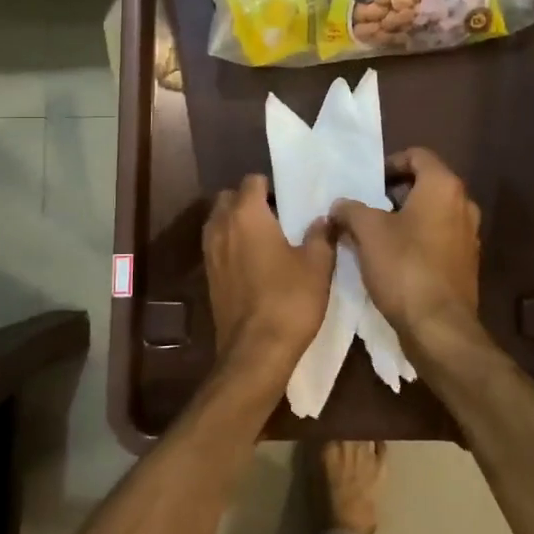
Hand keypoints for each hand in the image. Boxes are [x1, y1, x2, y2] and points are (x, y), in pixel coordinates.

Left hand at [204, 174, 334, 394]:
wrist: (255, 351)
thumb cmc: (289, 300)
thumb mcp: (317, 264)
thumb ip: (321, 235)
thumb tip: (324, 218)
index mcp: (247, 214)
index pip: (252, 181)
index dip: (271, 186)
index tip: (290, 199)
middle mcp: (222, 227)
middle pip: (229, 198)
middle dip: (249, 201)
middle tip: (277, 216)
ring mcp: (210, 253)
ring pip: (219, 222)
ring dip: (237, 223)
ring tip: (266, 239)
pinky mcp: (209, 277)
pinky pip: (217, 247)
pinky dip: (231, 245)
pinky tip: (255, 263)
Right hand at [330, 148, 488, 359]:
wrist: (438, 327)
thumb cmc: (404, 266)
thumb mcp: (367, 231)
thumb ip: (351, 209)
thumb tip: (340, 205)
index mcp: (443, 187)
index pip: (417, 155)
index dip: (390, 163)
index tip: (368, 182)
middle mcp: (463, 205)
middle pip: (426, 184)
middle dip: (395, 193)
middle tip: (367, 207)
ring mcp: (468, 236)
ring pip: (432, 214)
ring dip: (405, 218)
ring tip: (375, 235)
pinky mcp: (465, 264)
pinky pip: (438, 239)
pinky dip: (417, 240)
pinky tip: (393, 260)